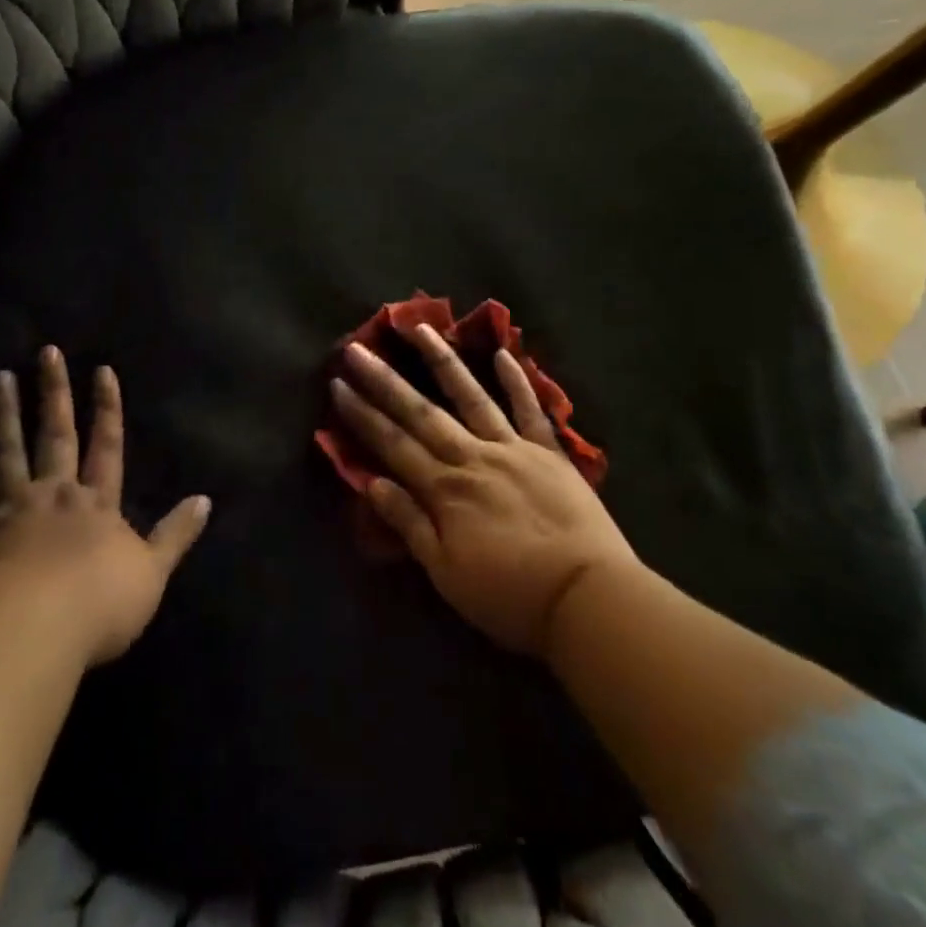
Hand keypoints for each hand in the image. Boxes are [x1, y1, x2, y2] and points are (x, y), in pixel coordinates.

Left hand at [0, 347, 210, 665]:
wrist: (30, 628)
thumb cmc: (98, 604)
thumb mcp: (152, 573)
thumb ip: (176, 535)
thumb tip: (206, 499)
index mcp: (97, 504)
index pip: (107, 446)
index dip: (107, 409)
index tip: (102, 371)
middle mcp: (55, 494)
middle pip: (56, 435)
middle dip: (54, 393)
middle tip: (47, 352)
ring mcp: (12, 508)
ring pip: (9, 449)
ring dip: (5, 412)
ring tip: (0, 377)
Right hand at [331, 325, 638, 656]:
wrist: (587, 599)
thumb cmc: (509, 596)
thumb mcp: (446, 573)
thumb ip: (409, 523)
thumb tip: (372, 483)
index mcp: (444, 489)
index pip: (392, 444)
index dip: (362, 414)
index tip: (338, 384)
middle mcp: (472, 457)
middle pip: (421, 412)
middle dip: (384, 380)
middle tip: (357, 348)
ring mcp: (512, 448)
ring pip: (471, 396)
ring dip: (443, 361)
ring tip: (421, 328)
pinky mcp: (548, 453)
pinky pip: (530, 410)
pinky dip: (517, 381)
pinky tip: (503, 353)